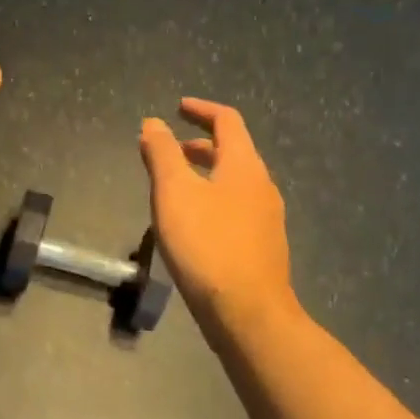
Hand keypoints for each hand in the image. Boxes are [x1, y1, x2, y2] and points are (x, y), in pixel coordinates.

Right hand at [140, 99, 295, 326]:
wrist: (247, 311)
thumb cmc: (206, 245)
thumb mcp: (174, 193)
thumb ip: (162, 154)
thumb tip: (153, 122)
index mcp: (243, 165)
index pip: (227, 121)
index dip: (201, 110)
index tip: (178, 107)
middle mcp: (262, 185)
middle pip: (233, 152)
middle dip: (200, 144)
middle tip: (170, 149)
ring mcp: (266, 218)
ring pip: (234, 182)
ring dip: (206, 174)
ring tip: (176, 187)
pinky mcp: (262, 246)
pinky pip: (237, 208)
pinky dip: (213, 199)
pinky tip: (194, 224)